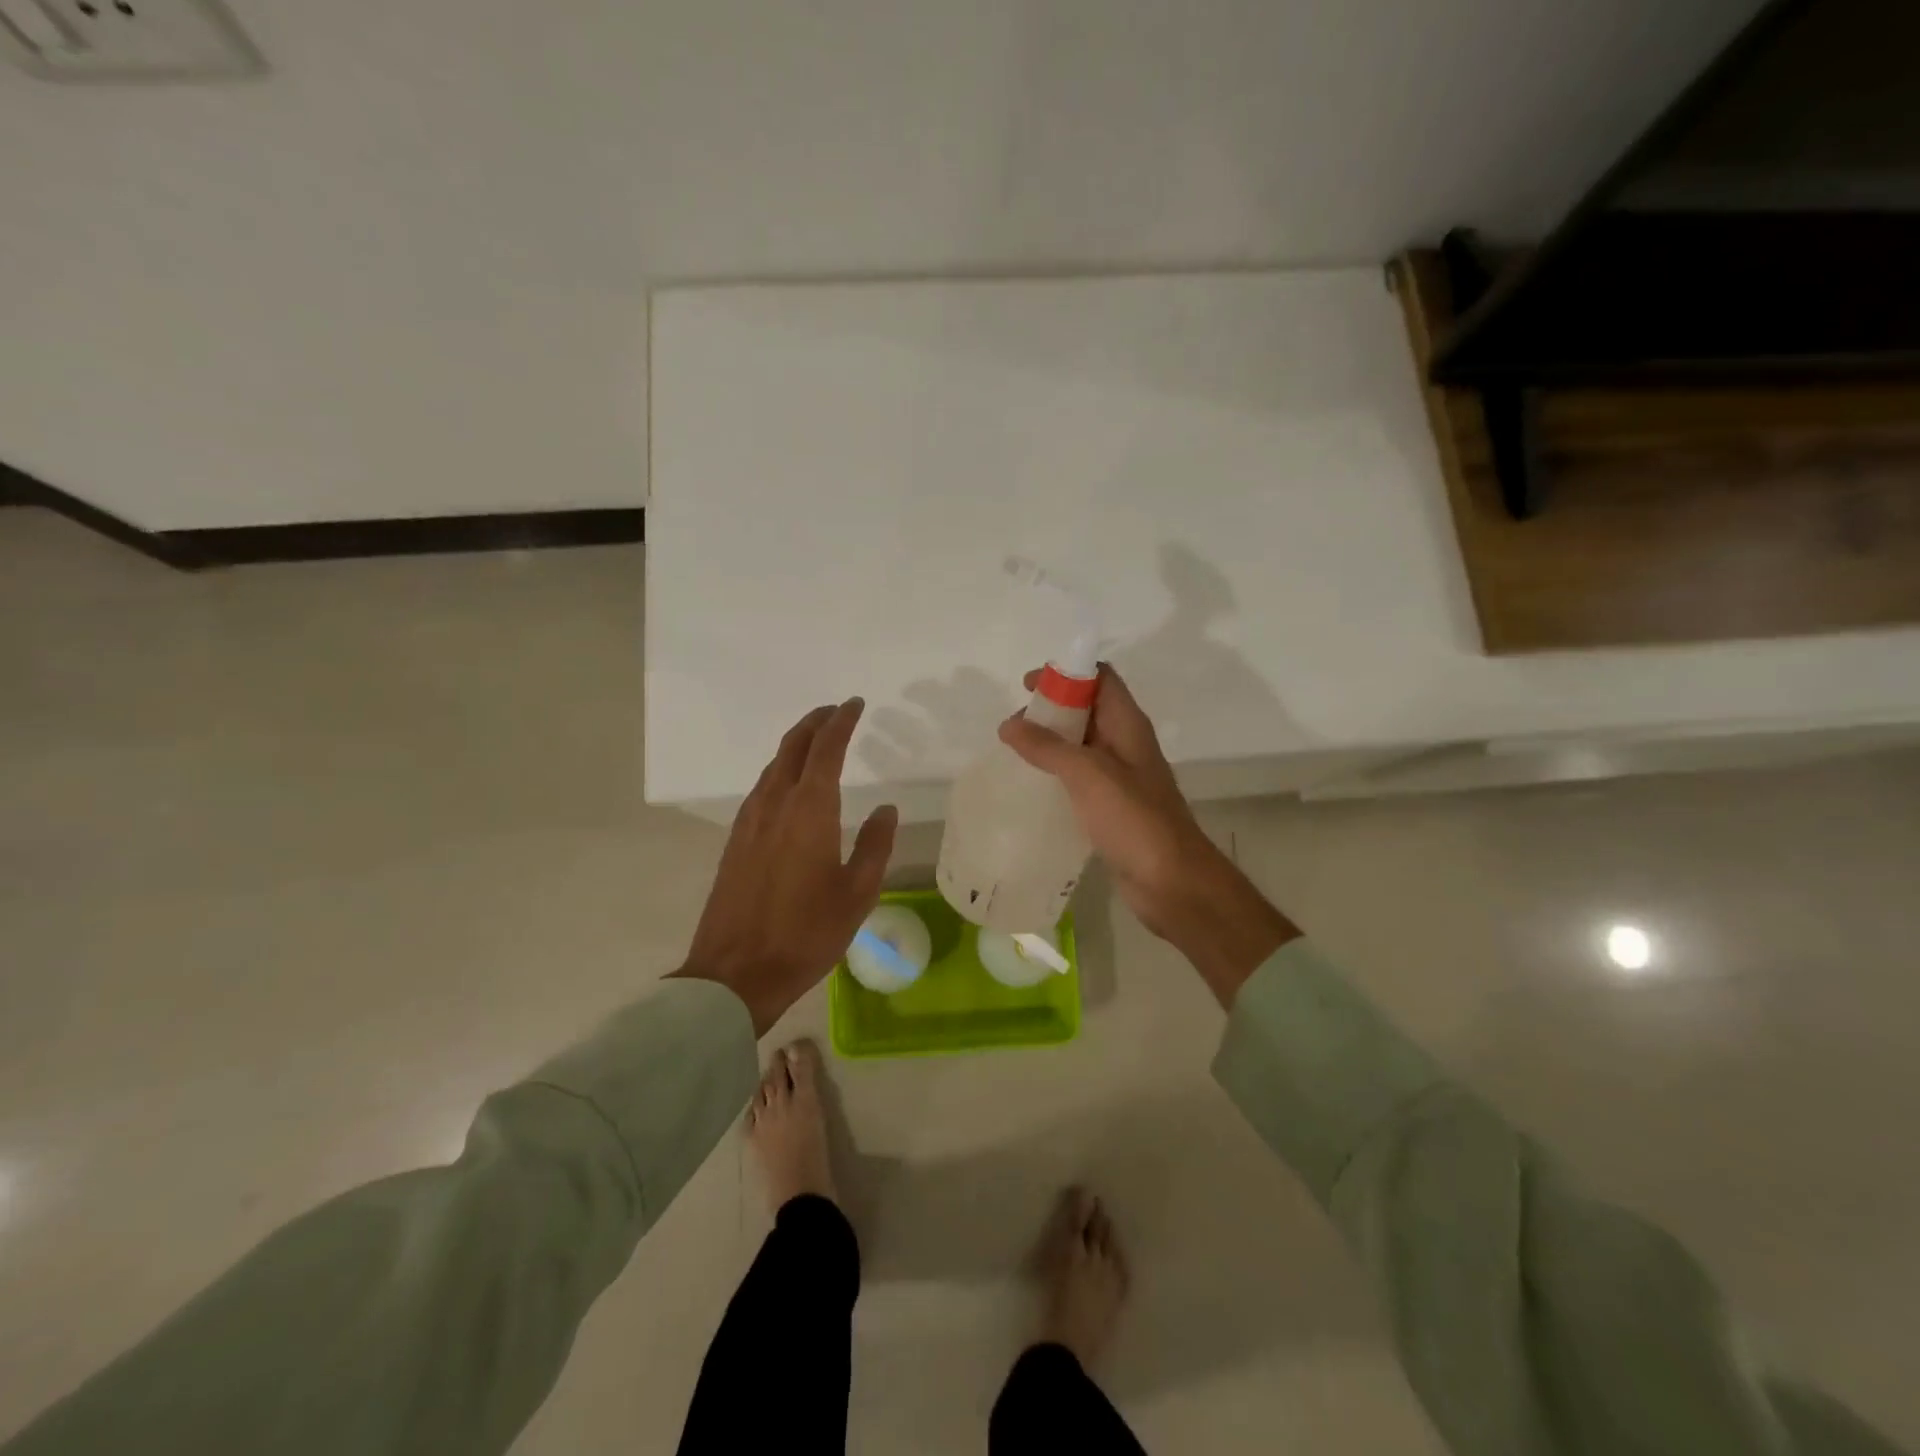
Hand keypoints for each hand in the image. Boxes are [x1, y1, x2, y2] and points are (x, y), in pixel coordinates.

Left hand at [672, 699, 897, 1034]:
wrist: (736, 973)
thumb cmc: (806, 934)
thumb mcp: (857, 894)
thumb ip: (875, 845)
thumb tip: (885, 809)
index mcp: (809, 811)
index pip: (826, 749)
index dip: (841, 722)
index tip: (855, 704)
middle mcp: (775, 804)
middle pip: (792, 747)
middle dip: (815, 722)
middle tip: (835, 712)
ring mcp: (749, 821)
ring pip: (773, 766)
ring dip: (796, 744)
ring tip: (816, 741)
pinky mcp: (736, 840)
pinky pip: (761, 788)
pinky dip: (781, 770)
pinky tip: (790, 784)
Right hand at [999, 665, 1296, 1006]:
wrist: (1172, 882)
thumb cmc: (1134, 819)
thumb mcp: (1088, 774)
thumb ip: (1048, 747)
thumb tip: (1009, 724)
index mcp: (1128, 725)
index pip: (1101, 678)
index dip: (1066, 673)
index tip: (1027, 686)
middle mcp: (1126, 744)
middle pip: (1088, 709)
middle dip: (1051, 709)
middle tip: (1013, 726)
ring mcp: (1121, 777)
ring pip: (1082, 745)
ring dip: (1051, 742)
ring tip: (1015, 753)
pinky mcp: (1113, 807)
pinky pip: (1081, 777)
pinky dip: (1057, 773)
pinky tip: (1033, 787)